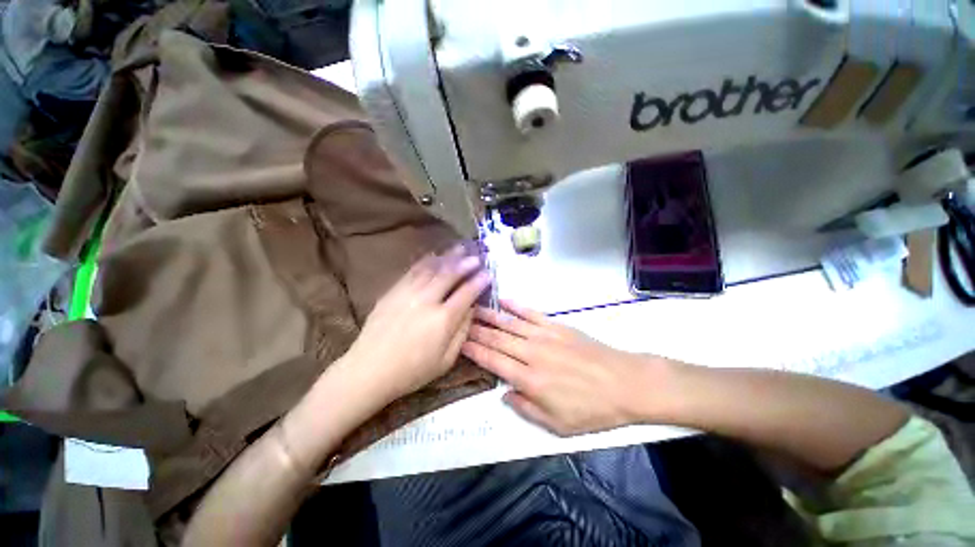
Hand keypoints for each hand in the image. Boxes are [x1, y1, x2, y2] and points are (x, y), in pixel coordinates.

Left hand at [341, 245, 490, 405]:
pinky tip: (433, 256)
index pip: (466, 293)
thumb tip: (471, 309)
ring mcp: (407, 293)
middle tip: (475, 256)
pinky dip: (425, 262)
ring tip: (459, 248)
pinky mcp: (392, 292)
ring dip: (447, 257)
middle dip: (465, 263)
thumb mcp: (446, 360)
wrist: (368, 371)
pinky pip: (412, 271)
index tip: (487, 274)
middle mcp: (427, 301)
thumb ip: (462, 332)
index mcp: (443, 319)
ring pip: (431, 269)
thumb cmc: (412, 371)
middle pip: (449, 275)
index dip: (479, 282)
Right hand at [462, 300, 672, 435]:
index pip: (493, 361)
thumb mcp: (557, 424)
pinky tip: (503, 300)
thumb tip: (504, 393)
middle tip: (459, 320)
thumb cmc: (591, 408)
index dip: (474, 351)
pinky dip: (515, 306)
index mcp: (529, 379)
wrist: (624, 382)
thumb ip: (526, 408)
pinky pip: (531, 313)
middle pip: (497, 339)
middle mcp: (531, 353)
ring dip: (489, 316)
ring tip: (473, 308)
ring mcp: (544, 335)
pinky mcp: (556, 325)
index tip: (459, 342)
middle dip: (475, 330)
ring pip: (509, 323)